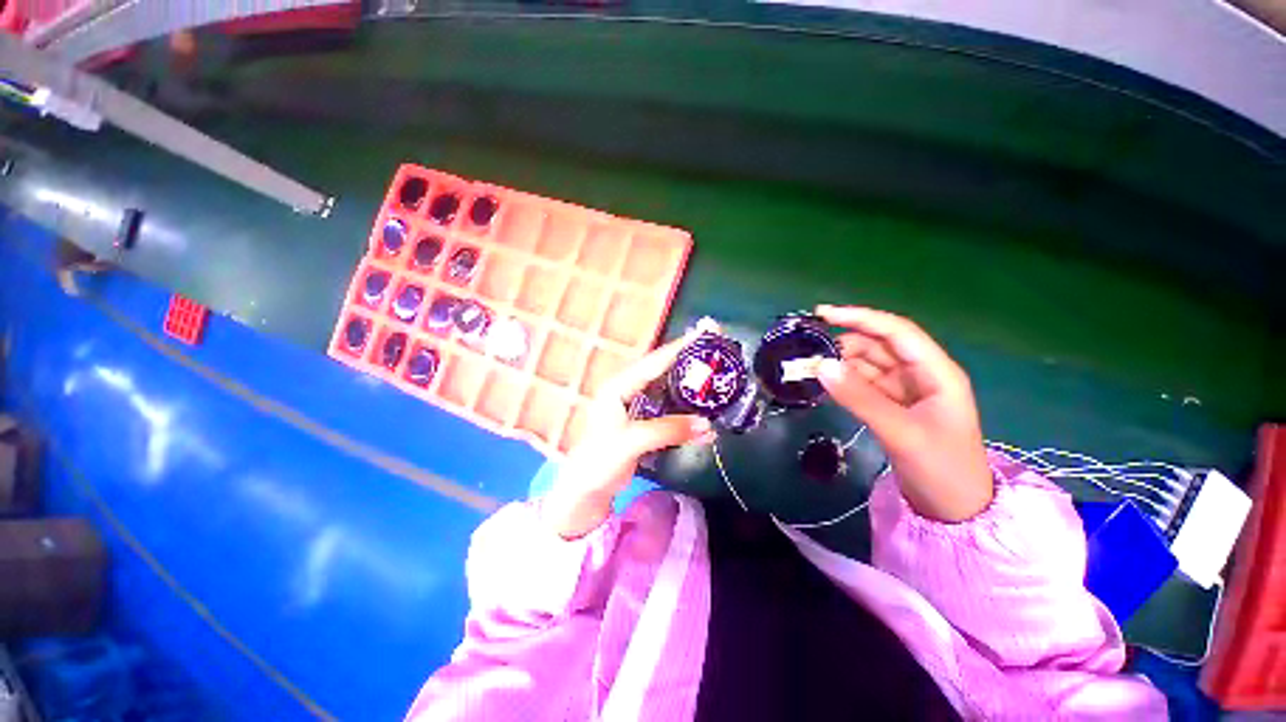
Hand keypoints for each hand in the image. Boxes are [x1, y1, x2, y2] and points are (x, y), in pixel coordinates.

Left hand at [542, 329, 713, 538]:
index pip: (653, 362)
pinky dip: (688, 407)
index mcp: (618, 386)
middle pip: (663, 369)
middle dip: (690, 358)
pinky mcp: (645, 419)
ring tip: (718, 373)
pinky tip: (705, 410)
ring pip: (669, 387)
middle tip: (717, 347)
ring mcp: (637, 404)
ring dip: (692, 382)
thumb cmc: (600, 461)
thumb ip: (667, 429)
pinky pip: (670, 407)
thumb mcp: (631, 442)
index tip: (705, 333)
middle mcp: (628, 389)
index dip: (680, 347)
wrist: (587, 489)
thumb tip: (707, 424)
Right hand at [815, 305, 992, 521]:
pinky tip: (825, 384)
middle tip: (807, 350)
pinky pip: (865, 384)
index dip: (860, 318)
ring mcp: (907, 391)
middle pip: (879, 346)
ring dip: (841, 363)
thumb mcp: (900, 432)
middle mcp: (921, 374)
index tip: (822, 314)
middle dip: (844, 343)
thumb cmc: (941, 468)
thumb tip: (820, 366)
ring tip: (809, 367)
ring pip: (869, 364)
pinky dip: (845, 381)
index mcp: (936, 372)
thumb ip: (859, 398)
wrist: (956, 511)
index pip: (896, 332)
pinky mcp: (894, 407)